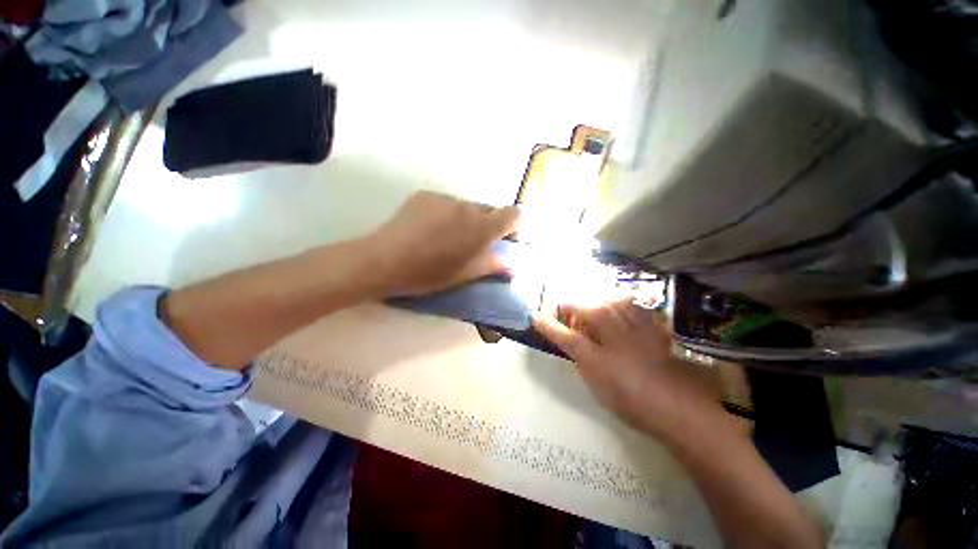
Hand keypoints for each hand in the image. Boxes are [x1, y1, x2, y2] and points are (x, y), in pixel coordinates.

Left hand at [366, 191, 519, 296]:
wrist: (385, 259)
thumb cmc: (430, 273)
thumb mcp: (465, 274)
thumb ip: (492, 265)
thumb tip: (511, 264)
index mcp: (482, 227)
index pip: (513, 214)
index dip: (513, 225)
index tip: (504, 238)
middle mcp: (468, 206)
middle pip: (488, 210)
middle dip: (486, 224)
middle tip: (470, 243)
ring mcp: (445, 198)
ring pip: (465, 207)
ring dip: (464, 219)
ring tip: (445, 237)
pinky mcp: (425, 195)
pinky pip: (445, 203)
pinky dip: (445, 214)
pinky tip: (428, 229)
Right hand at [533, 300, 727, 441]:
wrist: (678, 409)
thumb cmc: (631, 401)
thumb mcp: (598, 385)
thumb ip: (582, 361)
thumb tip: (572, 345)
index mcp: (598, 355)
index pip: (565, 336)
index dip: (548, 326)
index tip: (534, 316)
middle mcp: (614, 337)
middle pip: (588, 309)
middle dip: (572, 305)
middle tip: (565, 306)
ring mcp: (636, 330)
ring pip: (613, 302)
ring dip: (598, 298)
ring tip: (592, 300)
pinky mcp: (653, 330)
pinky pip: (639, 306)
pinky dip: (627, 300)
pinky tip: (622, 301)